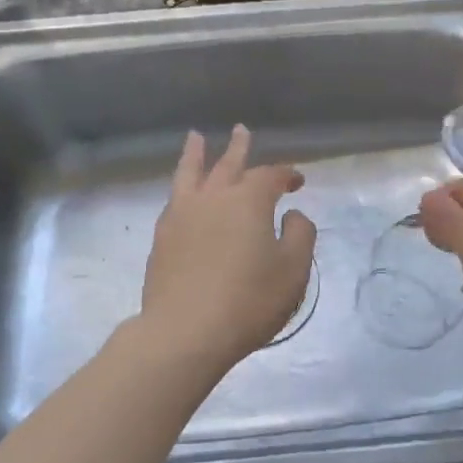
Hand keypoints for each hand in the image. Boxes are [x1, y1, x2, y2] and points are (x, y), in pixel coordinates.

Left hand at [138, 125, 316, 370]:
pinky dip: (181, 186)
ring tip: (195, 138)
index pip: (271, 175)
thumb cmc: (248, 301)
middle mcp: (214, 197)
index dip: (287, 174)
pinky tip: (182, 192)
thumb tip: (291, 215)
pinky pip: (174, 199)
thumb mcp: (293, 270)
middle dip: (239, 147)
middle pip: (228, 164)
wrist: (185, 332)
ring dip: (196, 154)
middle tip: (241, 131)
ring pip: (190, 173)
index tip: (298, 181)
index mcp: (249, 201)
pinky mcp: (162, 237)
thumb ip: (300, 234)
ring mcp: (182, 215)